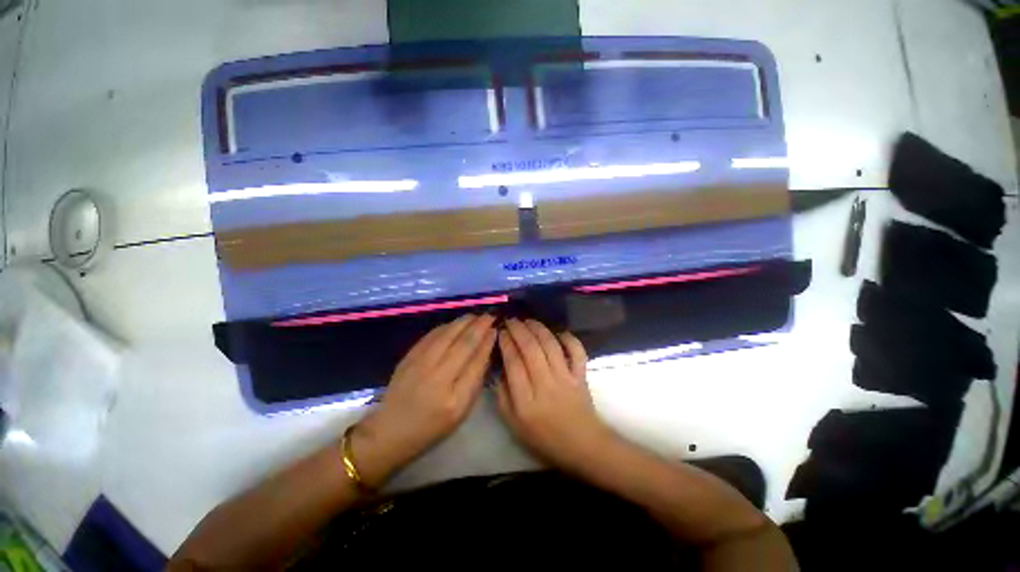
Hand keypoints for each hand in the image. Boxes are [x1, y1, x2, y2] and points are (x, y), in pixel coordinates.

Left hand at [352, 314, 496, 486]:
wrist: (391, 429)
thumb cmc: (432, 425)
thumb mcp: (461, 412)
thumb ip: (475, 381)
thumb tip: (485, 350)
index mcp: (455, 399)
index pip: (477, 361)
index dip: (487, 342)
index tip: (495, 329)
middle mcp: (438, 378)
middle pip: (464, 343)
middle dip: (479, 326)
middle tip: (490, 316)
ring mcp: (420, 365)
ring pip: (448, 334)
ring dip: (464, 322)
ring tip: (476, 315)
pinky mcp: (409, 357)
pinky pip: (432, 335)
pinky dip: (447, 326)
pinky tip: (456, 323)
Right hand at [496, 319, 614, 473]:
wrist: (582, 446)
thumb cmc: (545, 438)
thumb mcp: (514, 425)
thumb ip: (502, 397)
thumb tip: (498, 369)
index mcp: (526, 401)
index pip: (513, 363)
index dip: (506, 343)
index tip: (500, 331)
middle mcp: (545, 384)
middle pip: (531, 349)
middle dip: (519, 330)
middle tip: (511, 320)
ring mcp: (565, 378)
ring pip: (550, 345)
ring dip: (538, 329)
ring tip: (528, 321)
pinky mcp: (580, 375)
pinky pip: (577, 352)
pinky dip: (569, 339)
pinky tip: (559, 332)